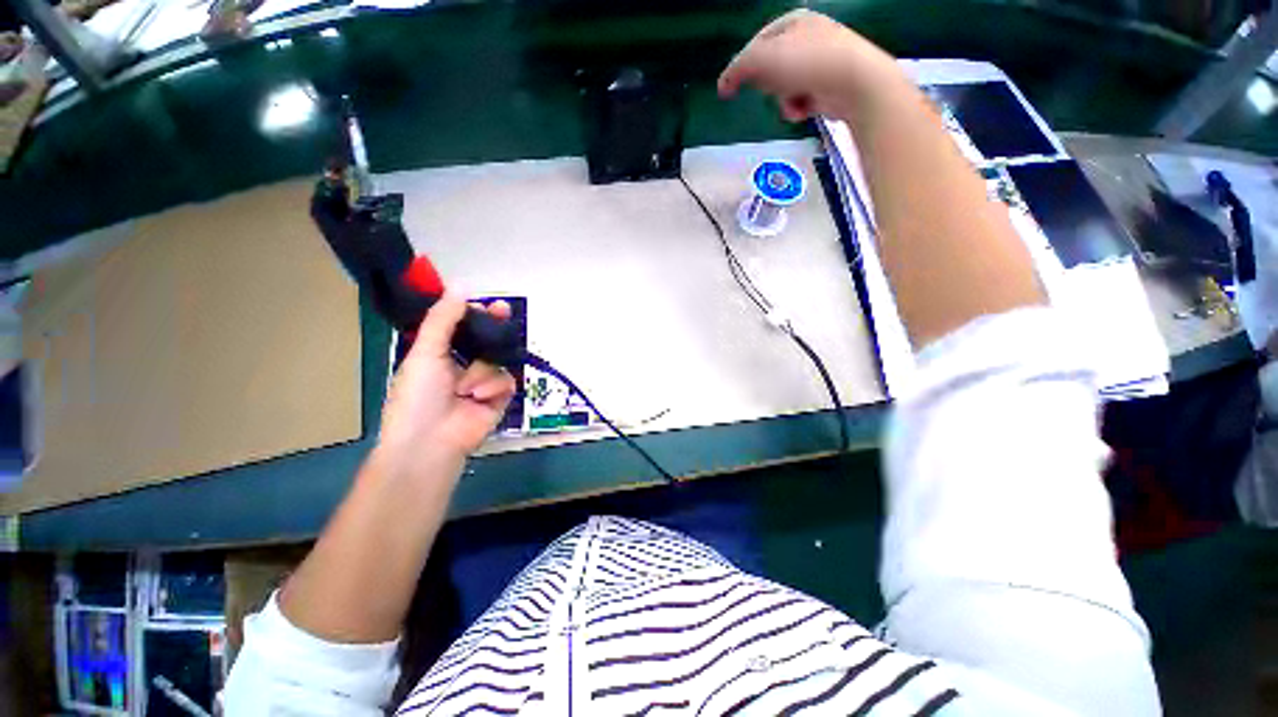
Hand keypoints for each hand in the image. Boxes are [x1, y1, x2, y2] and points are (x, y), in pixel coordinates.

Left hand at [376, 292, 516, 476]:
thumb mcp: (425, 352)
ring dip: (482, 372)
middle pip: (487, 340)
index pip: (463, 328)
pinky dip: (493, 388)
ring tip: (465, 389)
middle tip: (504, 312)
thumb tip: (461, 285)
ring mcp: (483, 383)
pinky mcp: (498, 399)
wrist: (430, 442)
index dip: (476, 314)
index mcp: (440, 354)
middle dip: (495, 328)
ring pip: (497, 361)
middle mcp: (463, 366)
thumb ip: (444, 318)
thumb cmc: (418, 395)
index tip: (489, 302)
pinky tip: (478, 398)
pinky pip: (506, 381)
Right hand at [718, 10, 897, 121]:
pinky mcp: (827, 85)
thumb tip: (723, 85)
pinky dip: (798, 108)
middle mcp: (807, 38)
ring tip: (793, 102)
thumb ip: (738, 69)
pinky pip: (800, 100)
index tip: (730, 90)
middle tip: (771, 89)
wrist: (854, 82)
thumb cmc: (807, 63)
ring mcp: (819, 62)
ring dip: (783, 100)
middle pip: (770, 68)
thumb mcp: (762, 59)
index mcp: (793, 21)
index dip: (741, 67)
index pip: (755, 45)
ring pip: (784, 88)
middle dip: (768, 84)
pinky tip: (805, 110)